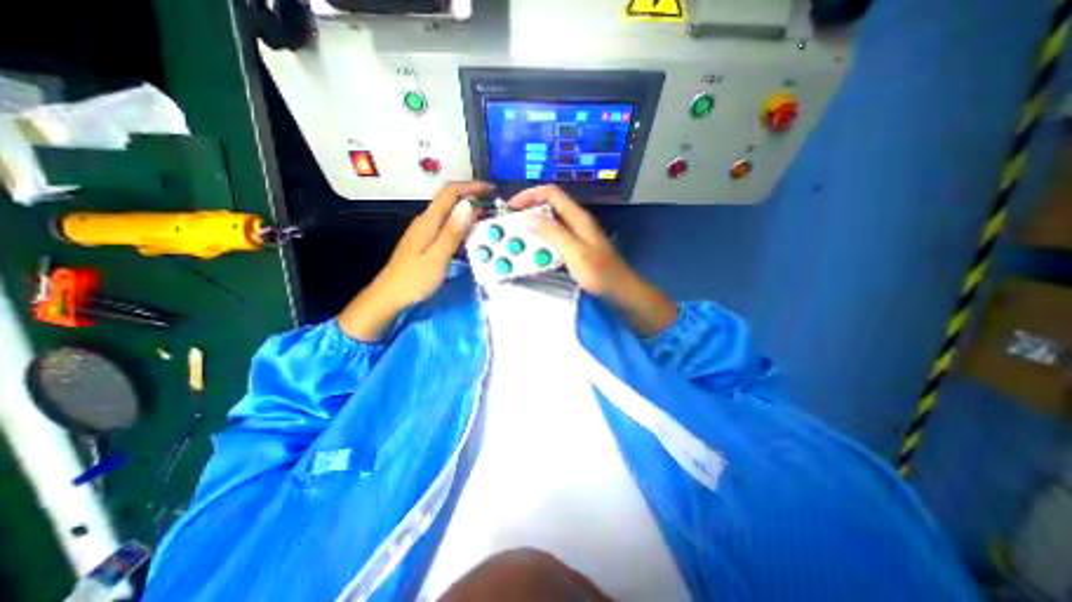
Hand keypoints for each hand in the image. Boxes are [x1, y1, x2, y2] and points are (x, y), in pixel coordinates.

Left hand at [338, 181, 493, 340]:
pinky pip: (448, 227)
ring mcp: (425, 231)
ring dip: (469, 213)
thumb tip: (468, 205)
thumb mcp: (438, 256)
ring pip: (450, 214)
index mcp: (428, 221)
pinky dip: (463, 226)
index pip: (450, 192)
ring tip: (489, 221)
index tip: (492, 190)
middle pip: (450, 200)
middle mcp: (426, 221)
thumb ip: (453, 231)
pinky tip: (472, 236)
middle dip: (473, 198)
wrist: (390, 296)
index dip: (471, 187)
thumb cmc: (414, 279)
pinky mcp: (426, 241)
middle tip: (495, 208)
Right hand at [506, 184, 671, 333]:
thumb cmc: (600, 273)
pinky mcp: (576, 247)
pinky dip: (541, 241)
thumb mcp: (575, 252)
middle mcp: (576, 221)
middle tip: (511, 226)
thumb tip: (528, 216)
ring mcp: (577, 234)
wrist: (620, 290)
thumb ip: (553, 233)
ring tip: (518, 239)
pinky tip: (534, 252)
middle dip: (528, 212)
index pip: (551, 193)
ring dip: (533, 228)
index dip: (530, 195)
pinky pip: (554, 238)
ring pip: (550, 223)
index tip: (511, 207)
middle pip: (549, 206)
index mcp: (578, 217)